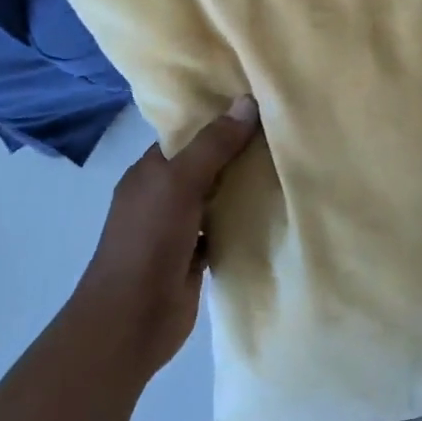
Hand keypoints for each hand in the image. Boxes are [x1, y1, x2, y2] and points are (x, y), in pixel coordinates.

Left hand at [73, 96, 261, 376]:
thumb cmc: (148, 241)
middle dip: (238, 153)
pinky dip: (244, 223)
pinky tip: (276, 211)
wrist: (132, 319)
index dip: (218, 119)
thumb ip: (213, 145)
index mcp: (149, 172)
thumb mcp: (179, 183)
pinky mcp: (195, 258)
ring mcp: (178, 229)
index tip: (258, 104)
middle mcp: (162, 196)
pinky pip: (224, 230)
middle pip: (205, 166)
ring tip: (288, 165)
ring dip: (244, 189)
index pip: (186, 135)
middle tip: (284, 132)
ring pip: (217, 199)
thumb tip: (246, 101)